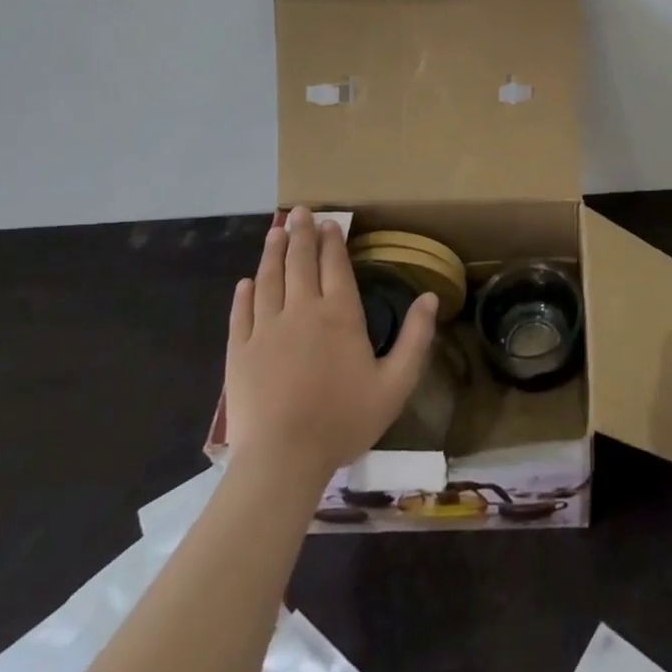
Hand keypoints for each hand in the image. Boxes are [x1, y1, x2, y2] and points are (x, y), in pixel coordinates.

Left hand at [223, 207, 438, 484]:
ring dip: (273, 253)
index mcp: (339, 314)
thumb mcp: (395, 384)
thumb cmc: (344, 420)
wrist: (283, 459)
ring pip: (269, 280)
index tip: (330, 222)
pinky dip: (244, 294)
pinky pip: (242, 314)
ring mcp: (267, 330)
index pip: (335, 265)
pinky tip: (246, 282)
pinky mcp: (240, 352)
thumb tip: (430, 298)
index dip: (333, 241)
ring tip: (276, 231)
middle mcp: (302, 310)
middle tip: (300, 211)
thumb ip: (415, 338)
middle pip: (300, 263)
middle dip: (302, 234)